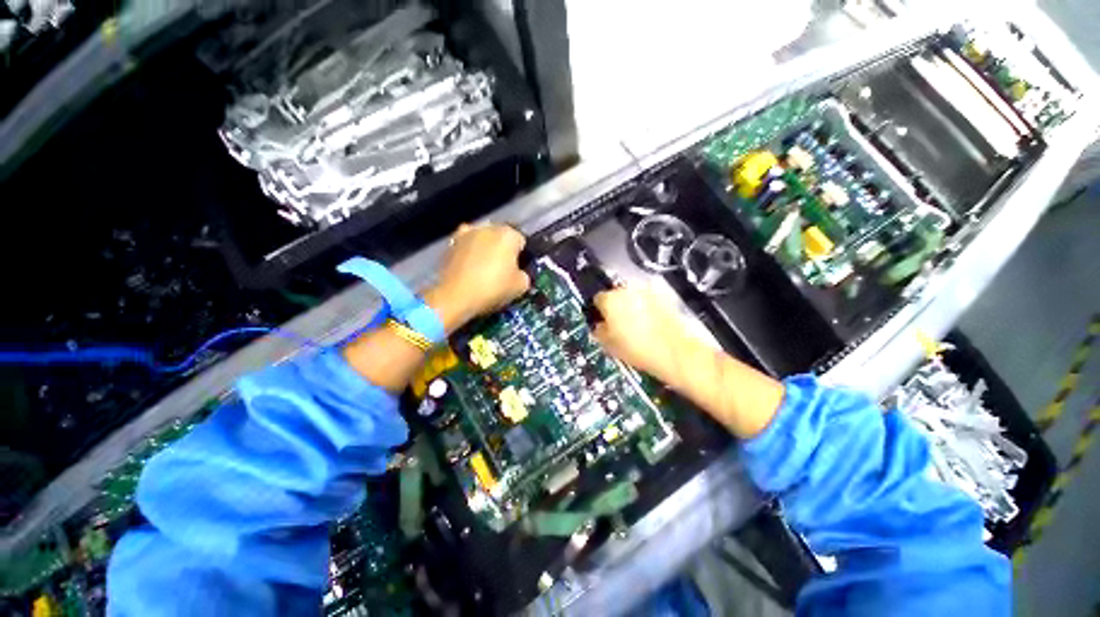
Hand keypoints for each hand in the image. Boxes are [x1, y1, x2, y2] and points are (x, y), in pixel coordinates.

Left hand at [424, 223, 529, 332]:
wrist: (455, 297)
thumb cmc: (493, 288)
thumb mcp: (520, 287)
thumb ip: (524, 275)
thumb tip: (519, 274)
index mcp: (508, 234)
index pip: (521, 242)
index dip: (521, 257)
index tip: (518, 271)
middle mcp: (487, 227)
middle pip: (500, 237)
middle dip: (502, 249)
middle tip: (502, 270)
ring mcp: (466, 233)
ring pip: (481, 239)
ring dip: (484, 249)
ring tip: (483, 269)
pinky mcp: (449, 243)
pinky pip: (465, 247)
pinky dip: (468, 254)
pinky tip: (468, 269)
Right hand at [592, 285, 693, 385]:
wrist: (677, 352)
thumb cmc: (640, 350)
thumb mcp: (609, 346)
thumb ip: (599, 331)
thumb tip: (600, 326)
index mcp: (610, 300)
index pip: (597, 299)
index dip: (599, 311)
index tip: (602, 321)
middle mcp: (628, 290)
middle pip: (615, 295)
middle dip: (615, 307)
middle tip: (619, 325)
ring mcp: (647, 291)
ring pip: (632, 296)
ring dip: (631, 306)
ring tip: (636, 326)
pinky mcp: (664, 296)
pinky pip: (648, 299)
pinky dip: (647, 307)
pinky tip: (650, 324)